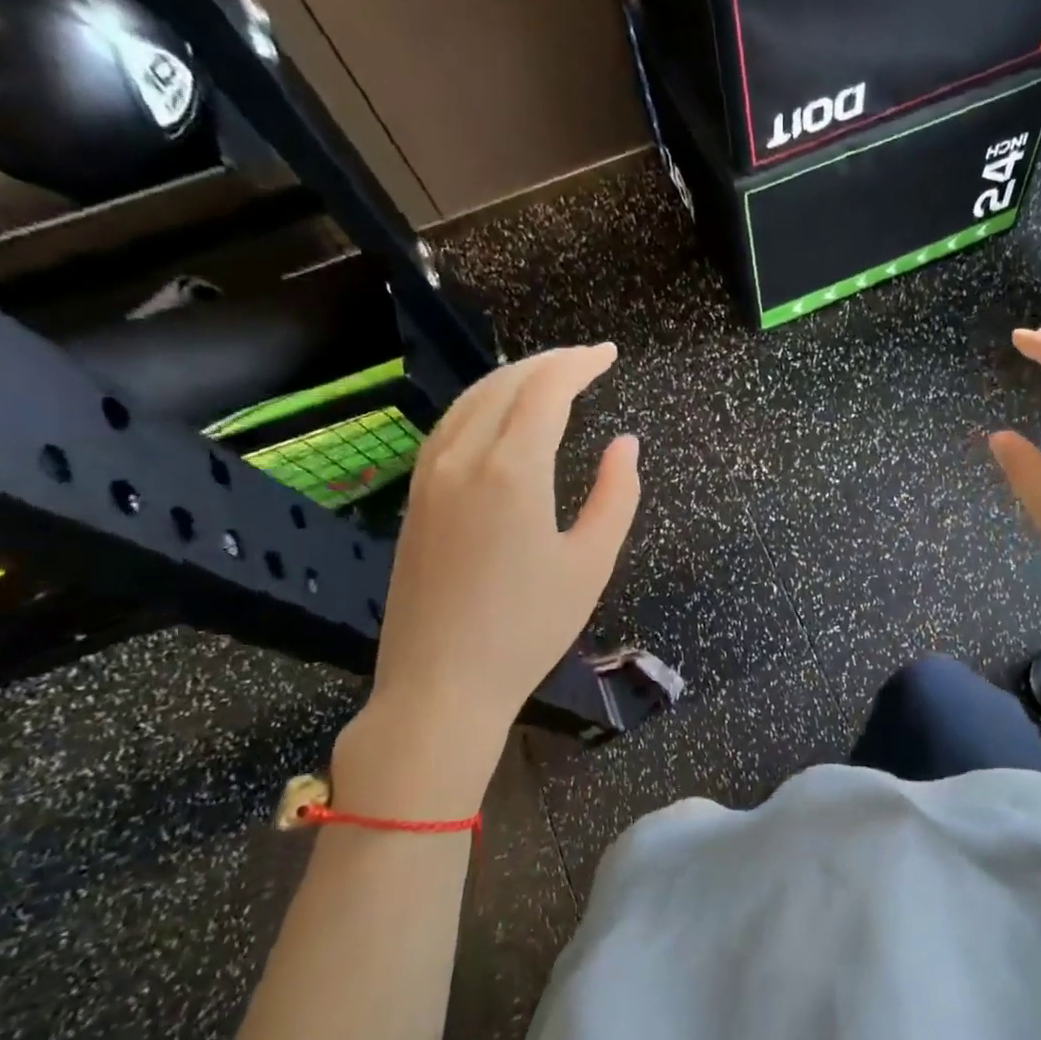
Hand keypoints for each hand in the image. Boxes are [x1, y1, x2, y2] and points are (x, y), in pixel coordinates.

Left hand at [334, 344, 639, 815]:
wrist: (441, 685)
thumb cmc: (528, 628)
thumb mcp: (591, 562)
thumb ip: (616, 495)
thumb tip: (626, 444)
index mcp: (512, 470)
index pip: (545, 390)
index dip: (579, 363)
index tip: (608, 354)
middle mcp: (462, 459)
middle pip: (505, 384)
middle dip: (549, 363)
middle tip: (588, 361)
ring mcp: (429, 477)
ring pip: (470, 400)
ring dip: (512, 378)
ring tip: (549, 379)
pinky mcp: (415, 499)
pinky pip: (449, 427)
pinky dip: (482, 405)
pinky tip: (500, 418)